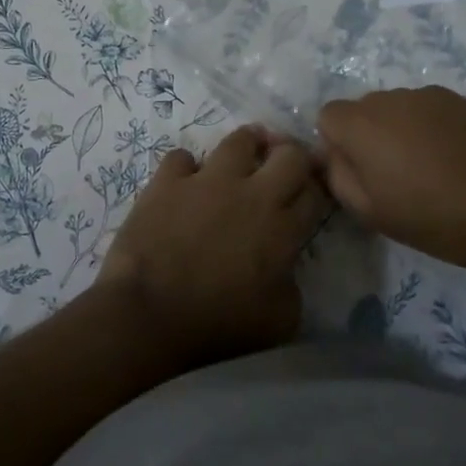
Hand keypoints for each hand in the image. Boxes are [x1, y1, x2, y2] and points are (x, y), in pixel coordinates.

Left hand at [98, 125, 331, 367]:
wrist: (149, 313)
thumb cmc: (217, 325)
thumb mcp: (279, 321)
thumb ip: (291, 285)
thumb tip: (284, 268)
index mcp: (282, 229)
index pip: (315, 192)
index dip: (317, 190)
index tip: (308, 196)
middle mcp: (251, 193)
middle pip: (289, 154)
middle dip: (293, 156)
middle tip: (284, 167)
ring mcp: (207, 180)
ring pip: (239, 140)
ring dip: (247, 146)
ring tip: (243, 157)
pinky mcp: (168, 180)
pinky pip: (182, 157)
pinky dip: (186, 168)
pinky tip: (184, 183)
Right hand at [316, 87, 465, 269]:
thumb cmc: (435, 217)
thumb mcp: (371, 212)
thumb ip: (339, 176)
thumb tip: (335, 156)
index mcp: (361, 123)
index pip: (328, 116)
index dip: (338, 144)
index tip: (360, 173)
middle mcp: (391, 98)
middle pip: (364, 109)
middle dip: (369, 136)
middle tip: (394, 175)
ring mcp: (430, 95)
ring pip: (400, 109)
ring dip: (403, 131)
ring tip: (431, 170)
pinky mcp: (464, 101)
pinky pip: (432, 111)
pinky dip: (434, 130)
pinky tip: (458, 161)